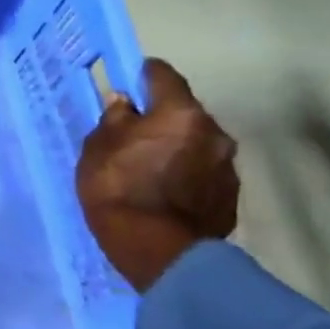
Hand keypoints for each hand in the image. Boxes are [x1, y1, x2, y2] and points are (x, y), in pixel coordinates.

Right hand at [76, 59, 237, 292]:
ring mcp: (227, 167)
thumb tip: (125, 103)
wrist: (158, 252)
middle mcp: (214, 132)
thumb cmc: (119, 189)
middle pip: (184, 113)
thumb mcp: (98, 148)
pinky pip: (204, 173)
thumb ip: (114, 119)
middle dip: (162, 118)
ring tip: (151, 168)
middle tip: (135, 133)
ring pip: (197, 144)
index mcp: (181, 113)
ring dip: (177, 148)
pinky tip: (167, 192)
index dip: (143, 75)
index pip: (163, 75)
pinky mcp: (231, 198)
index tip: (128, 81)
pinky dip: (187, 175)